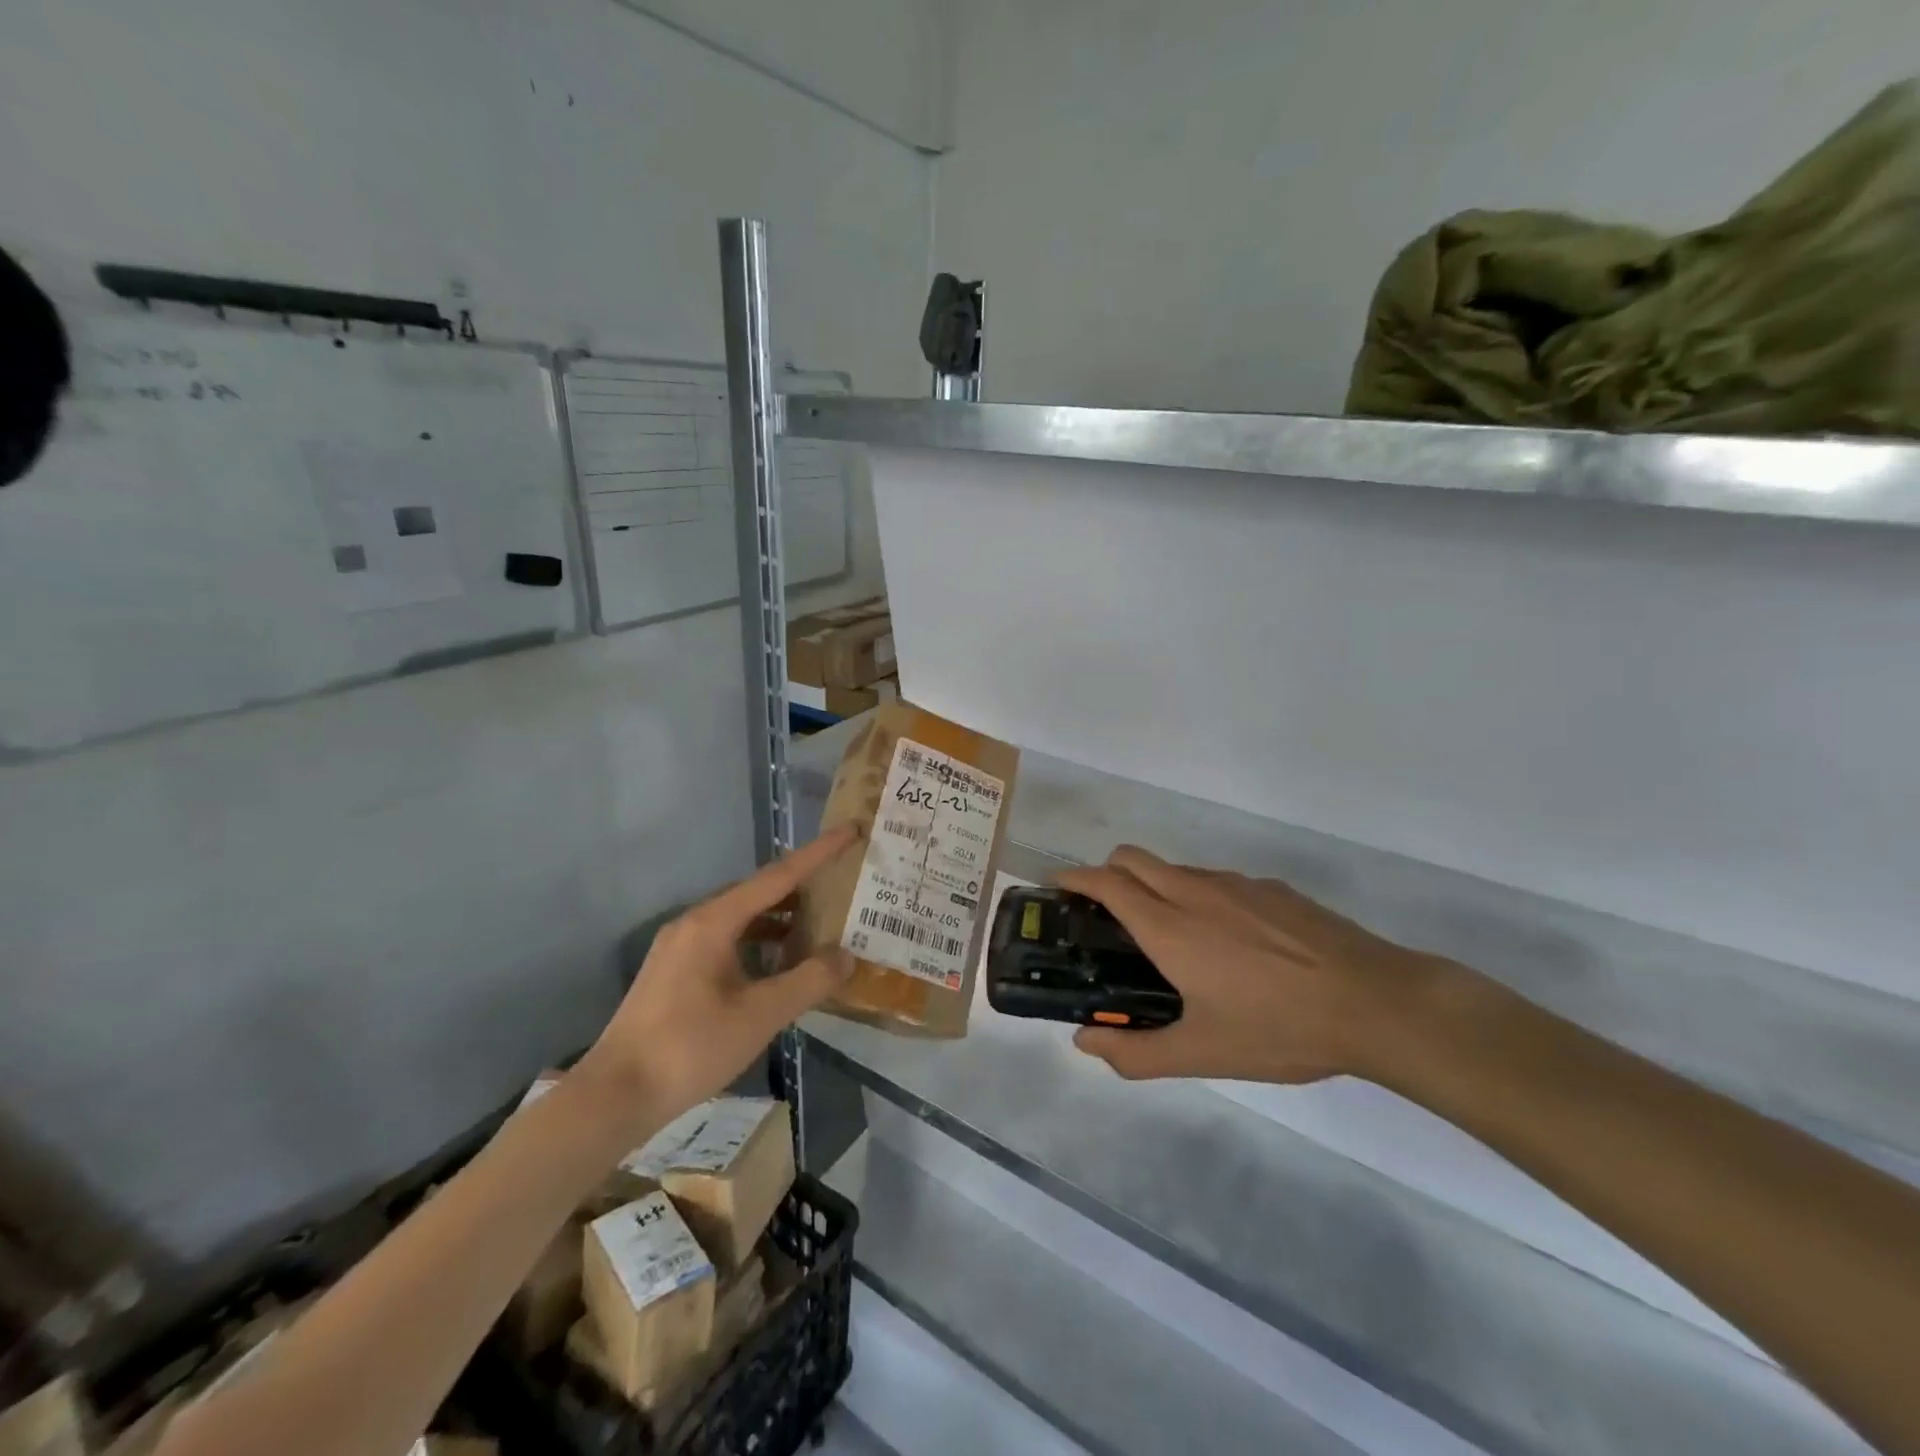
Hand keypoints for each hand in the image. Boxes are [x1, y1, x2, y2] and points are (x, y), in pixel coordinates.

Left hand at [577, 826, 860, 1124]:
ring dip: (781, 920)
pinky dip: (759, 944)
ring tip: (820, 927)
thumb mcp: (760, 1015)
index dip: (818, 853)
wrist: (614, 1096)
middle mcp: (694, 923)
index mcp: (713, 922)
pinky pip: (727, 941)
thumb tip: (846, 956)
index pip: (778, 876)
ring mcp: (680, 947)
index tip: (850, 831)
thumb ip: (808, 981)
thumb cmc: (690, 1047)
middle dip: (802, 887)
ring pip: (742, 919)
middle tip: (841, 885)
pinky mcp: (675, 972)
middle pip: (758, 893)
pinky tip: (779, 967)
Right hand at [1058, 845, 1438, 1084]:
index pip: (1107, 881)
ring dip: (1154, 885)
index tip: (1058, 889)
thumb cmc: (1279, 1028)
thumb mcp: (1203, 1054)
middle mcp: (1195, 891)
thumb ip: (1136, 1052)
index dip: (1075, 878)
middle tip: (1104, 913)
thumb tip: (1085, 1043)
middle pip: (1133, 857)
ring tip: (1168, 935)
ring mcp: (1237, 884)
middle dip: (1107, 872)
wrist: (1375, 1003)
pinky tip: (1229, 943)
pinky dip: (1198, 895)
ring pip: (1176, 867)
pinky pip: (1217, 880)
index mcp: (1170, 926)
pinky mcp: (1272, 889)